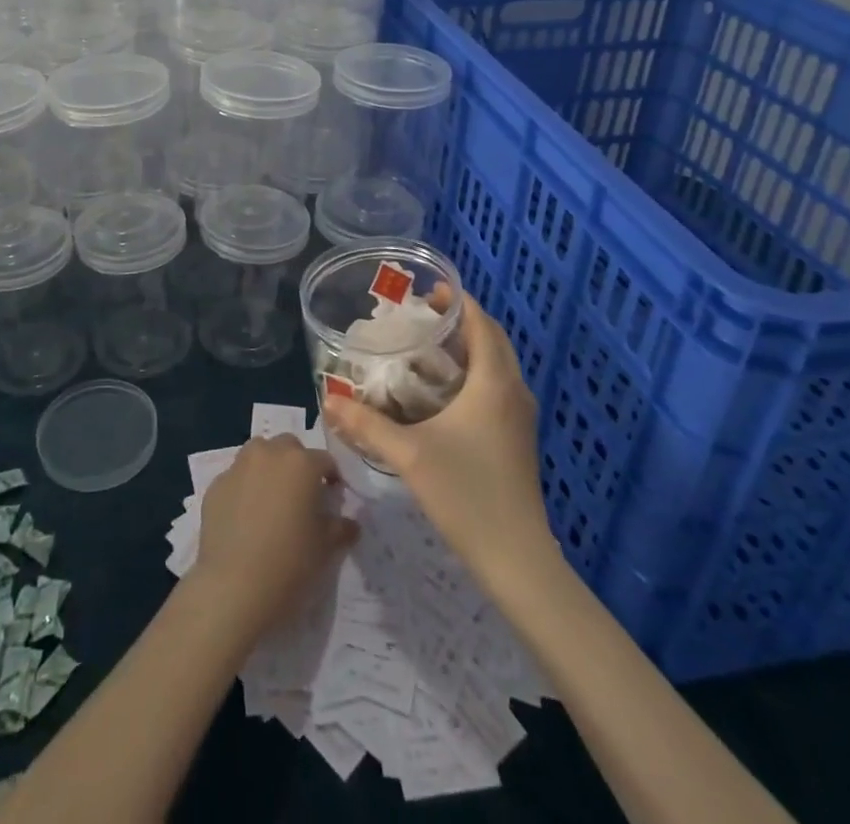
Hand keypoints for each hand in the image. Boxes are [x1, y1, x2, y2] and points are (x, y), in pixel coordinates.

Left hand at [190, 435, 357, 640]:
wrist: (234, 586)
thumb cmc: (289, 563)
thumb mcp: (325, 548)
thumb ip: (340, 528)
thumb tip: (350, 523)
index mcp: (301, 463)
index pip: (324, 460)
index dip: (331, 477)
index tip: (332, 496)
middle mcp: (269, 454)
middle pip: (288, 447)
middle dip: (297, 464)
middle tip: (301, 495)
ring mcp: (238, 467)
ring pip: (258, 453)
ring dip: (268, 467)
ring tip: (271, 499)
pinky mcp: (215, 485)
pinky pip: (236, 477)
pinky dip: (244, 487)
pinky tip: (245, 516)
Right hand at [323, 290, 555, 586]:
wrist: (517, 557)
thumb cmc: (466, 494)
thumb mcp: (409, 455)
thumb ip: (367, 424)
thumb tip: (329, 399)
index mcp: (494, 383)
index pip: (481, 323)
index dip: (458, 301)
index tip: (427, 291)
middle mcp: (513, 391)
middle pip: (492, 339)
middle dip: (461, 321)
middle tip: (421, 316)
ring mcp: (520, 416)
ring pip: (497, 364)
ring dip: (469, 347)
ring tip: (428, 347)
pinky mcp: (517, 437)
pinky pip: (498, 386)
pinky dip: (475, 372)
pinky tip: (444, 392)